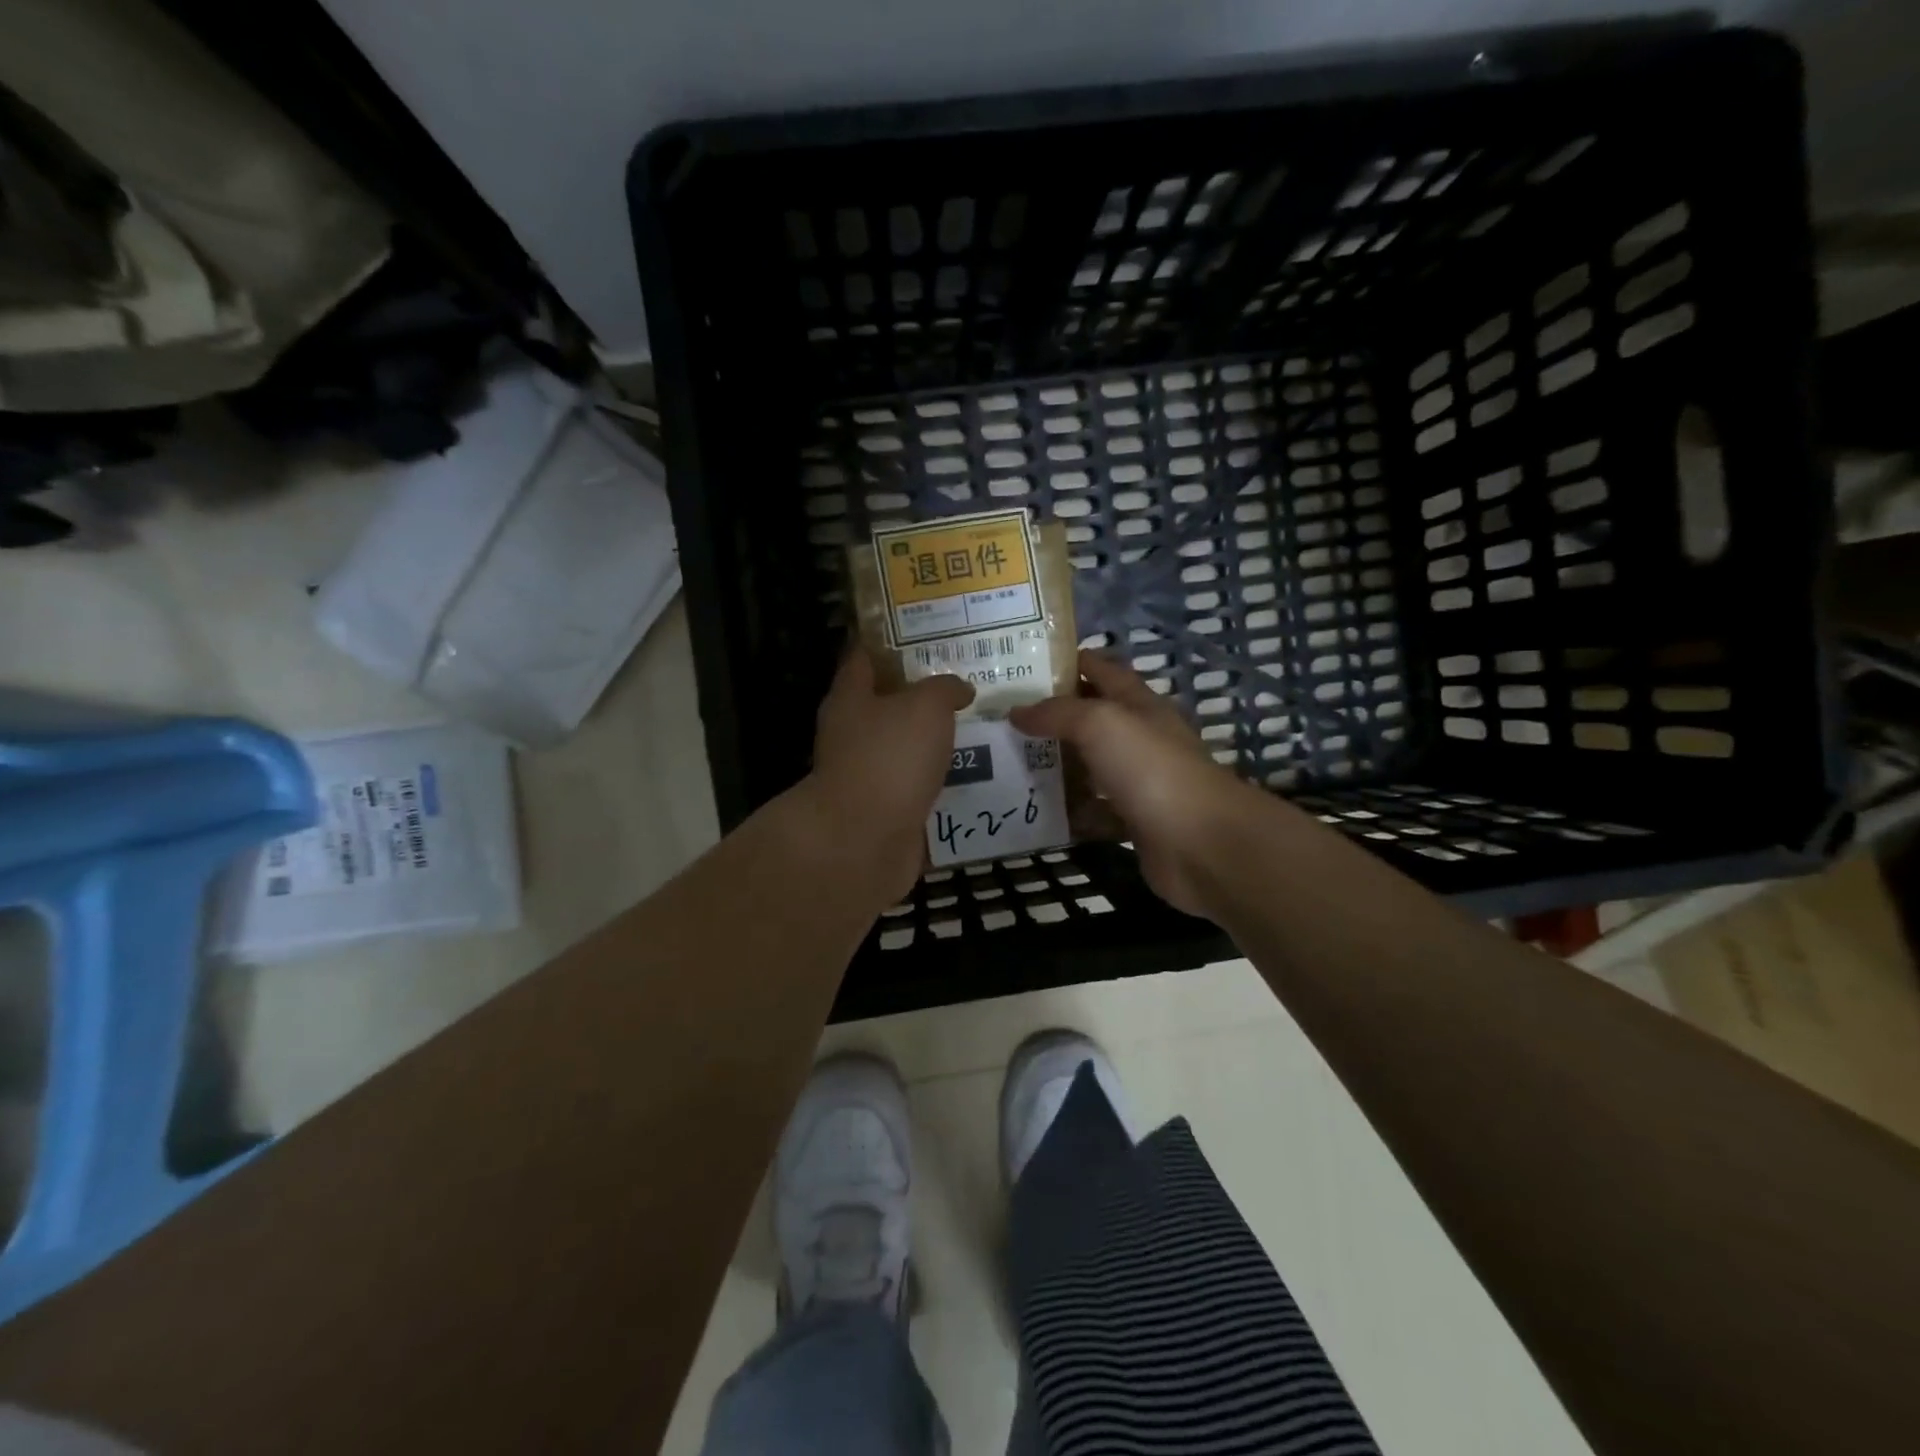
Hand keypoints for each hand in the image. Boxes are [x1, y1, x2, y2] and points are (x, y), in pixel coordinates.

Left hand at [806, 649, 974, 904]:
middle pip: (887, 703)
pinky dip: (941, 778)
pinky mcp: (885, 808)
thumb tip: (959, 689)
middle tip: (968, 680)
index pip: (863, 656)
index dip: (890, 641)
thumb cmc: (890, 758)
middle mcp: (852, 732)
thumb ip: (944, 688)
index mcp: (850, 697)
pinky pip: (918, 784)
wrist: (864, 841)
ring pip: (906, 745)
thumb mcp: (925, 706)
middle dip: (923, 692)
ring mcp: (867, 773)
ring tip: (981, 724)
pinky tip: (976, 771)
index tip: (926, 632)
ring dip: (935, 739)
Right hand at [1010, 651, 1264, 917]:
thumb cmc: (1151, 769)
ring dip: (1058, 765)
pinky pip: (1095, 811)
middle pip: (1092, 719)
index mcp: (1139, 705)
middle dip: (1052, 717)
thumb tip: (1017, 711)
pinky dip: (1071, 812)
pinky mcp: (1135, 822)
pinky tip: (1037, 811)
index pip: (1102, 670)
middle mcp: (1141, 738)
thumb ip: (1057, 713)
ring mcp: (1140, 782)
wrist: (1201, 844)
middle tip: (1003, 719)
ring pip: (1091, 767)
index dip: (1068, 662)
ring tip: (1009, 764)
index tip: (1024, 665)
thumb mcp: (1100, 724)